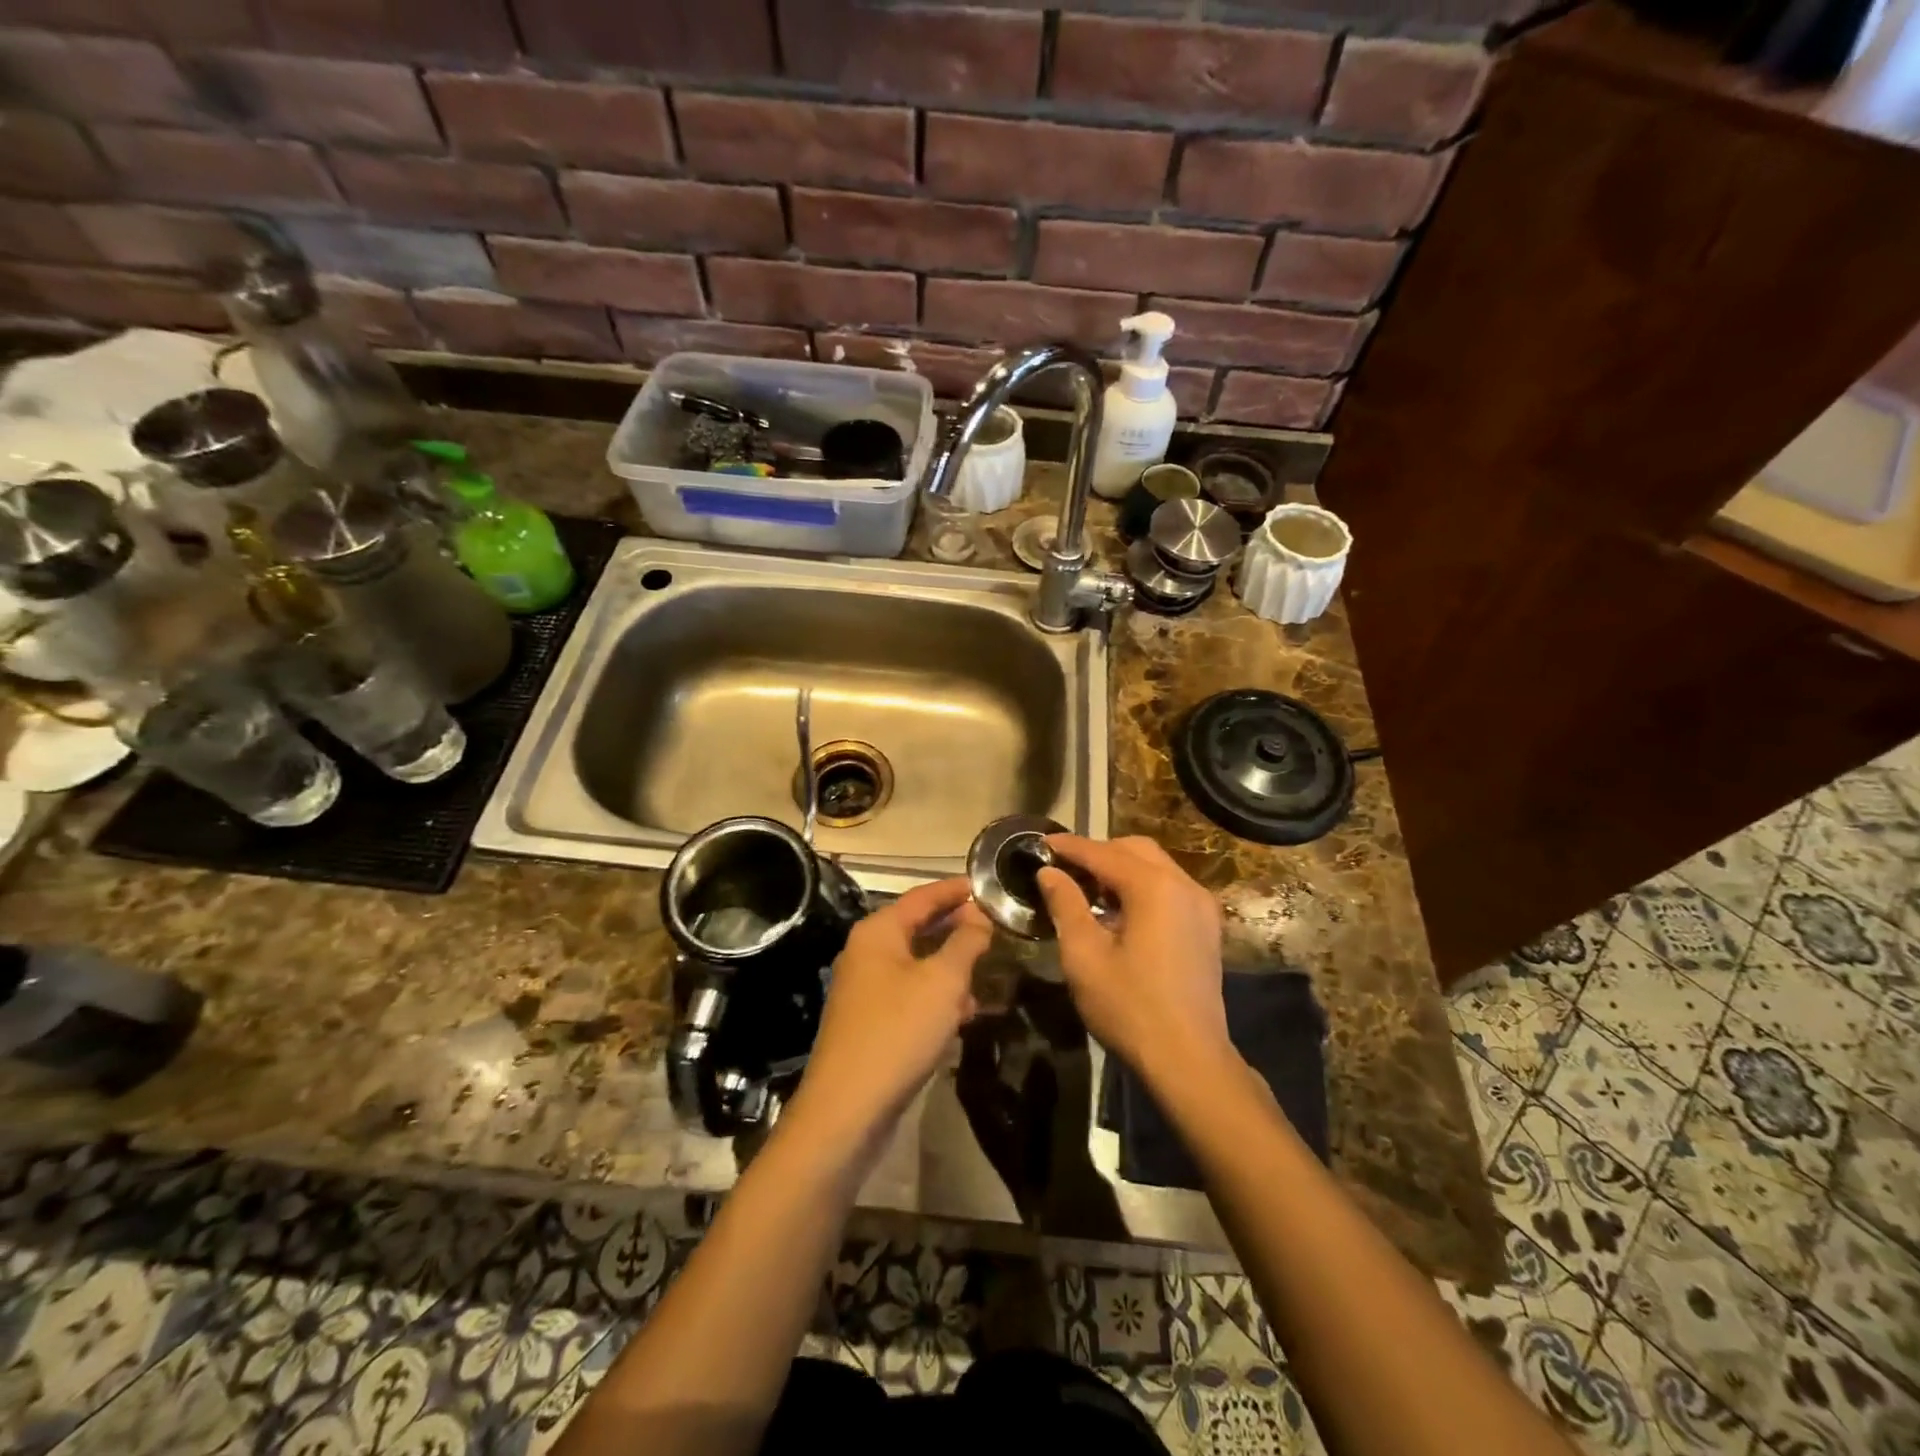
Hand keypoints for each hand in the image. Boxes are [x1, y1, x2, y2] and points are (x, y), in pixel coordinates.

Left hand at [785, 877, 992, 1149]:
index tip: (987, 886)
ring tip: (989, 969)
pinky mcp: (871, 1020)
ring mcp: (866, 988)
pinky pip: (911, 993)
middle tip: (995, 927)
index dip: (956, 890)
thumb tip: (979, 916)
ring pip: (917, 963)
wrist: (848, 1108)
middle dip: (957, 927)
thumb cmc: (898, 1031)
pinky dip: (938, 994)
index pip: (923, 896)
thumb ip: (965, 943)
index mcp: (878, 932)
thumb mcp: (942, 982)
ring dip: (951, 965)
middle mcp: (867, 952)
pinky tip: (965, 1011)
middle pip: (918, 927)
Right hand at [1037, 835, 1230, 1080]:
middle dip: (1098, 852)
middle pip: (1135, 850)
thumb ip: (1066, 905)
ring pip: (1156, 866)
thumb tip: (1049, 873)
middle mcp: (1184, 885)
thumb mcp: (1084, 955)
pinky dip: (1142, 886)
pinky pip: (1170, 888)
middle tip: (1063, 868)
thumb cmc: (1129, 1007)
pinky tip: (1119, 911)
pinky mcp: (1206, 927)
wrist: (1189, 1060)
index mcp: (1154, 887)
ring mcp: (1201, 906)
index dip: (1069, 847)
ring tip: (1086, 888)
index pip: (1103, 853)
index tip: (1040, 844)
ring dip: (1121, 868)